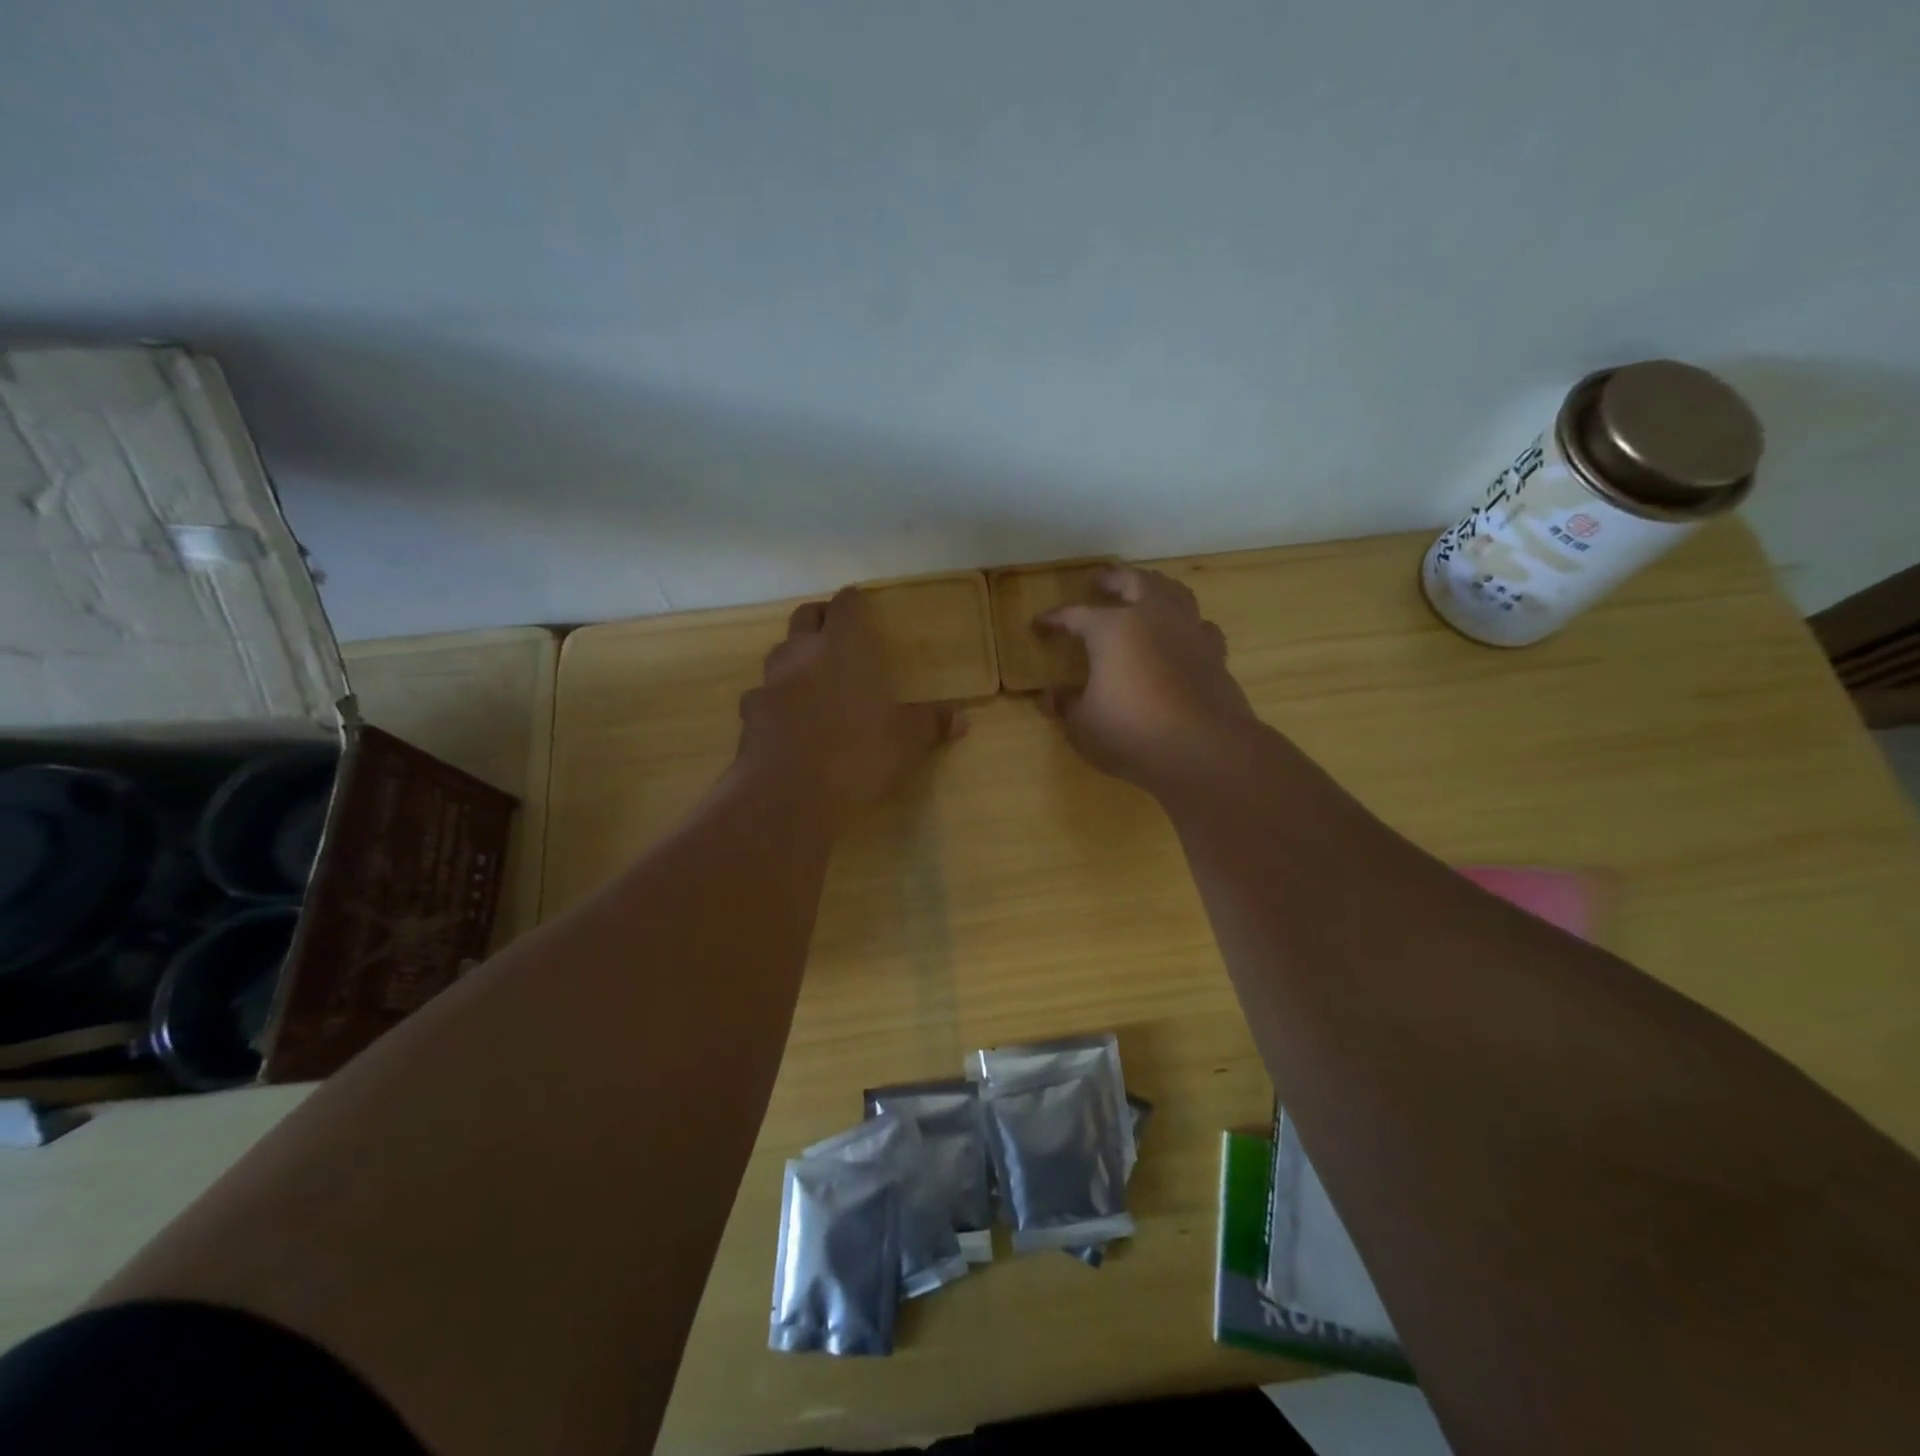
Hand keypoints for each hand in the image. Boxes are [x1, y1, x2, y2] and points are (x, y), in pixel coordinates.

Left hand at [738, 587, 962, 815]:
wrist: (789, 796)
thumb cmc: (857, 755)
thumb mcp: (907, 741)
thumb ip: (931, 723)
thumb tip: (962, 718)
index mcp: (842, 648)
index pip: (845, 606)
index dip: (852, 601)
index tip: (859, 602)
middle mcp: (801, 655)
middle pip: (804, 617)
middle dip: (820, 618)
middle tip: (836, 631)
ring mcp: (769, 685)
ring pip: (779, 654)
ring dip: (795, 657)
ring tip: (813, 675)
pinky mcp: (748, 717)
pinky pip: (763, 696)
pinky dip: (776, 700)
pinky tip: (788, 719)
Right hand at [1037, 566, 1262, 797]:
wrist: (1204, 750)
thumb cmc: (1132, 733)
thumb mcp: (1083, 725)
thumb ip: (1065, 705)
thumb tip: (1050, 694)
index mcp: (1112, 629)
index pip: (1075, 614)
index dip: (1054, 619)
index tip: (1039, 624)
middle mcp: (1152, 617)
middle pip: (1133, 581)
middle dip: (1113, 578)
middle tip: (1099, 580)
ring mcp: (1188, 631)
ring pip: (1173, 592)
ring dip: (1155, 586)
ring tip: (1144, 591)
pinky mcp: (1215, 653)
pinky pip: (1200, 625)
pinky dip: (1188, 623)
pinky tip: (1184, 632)